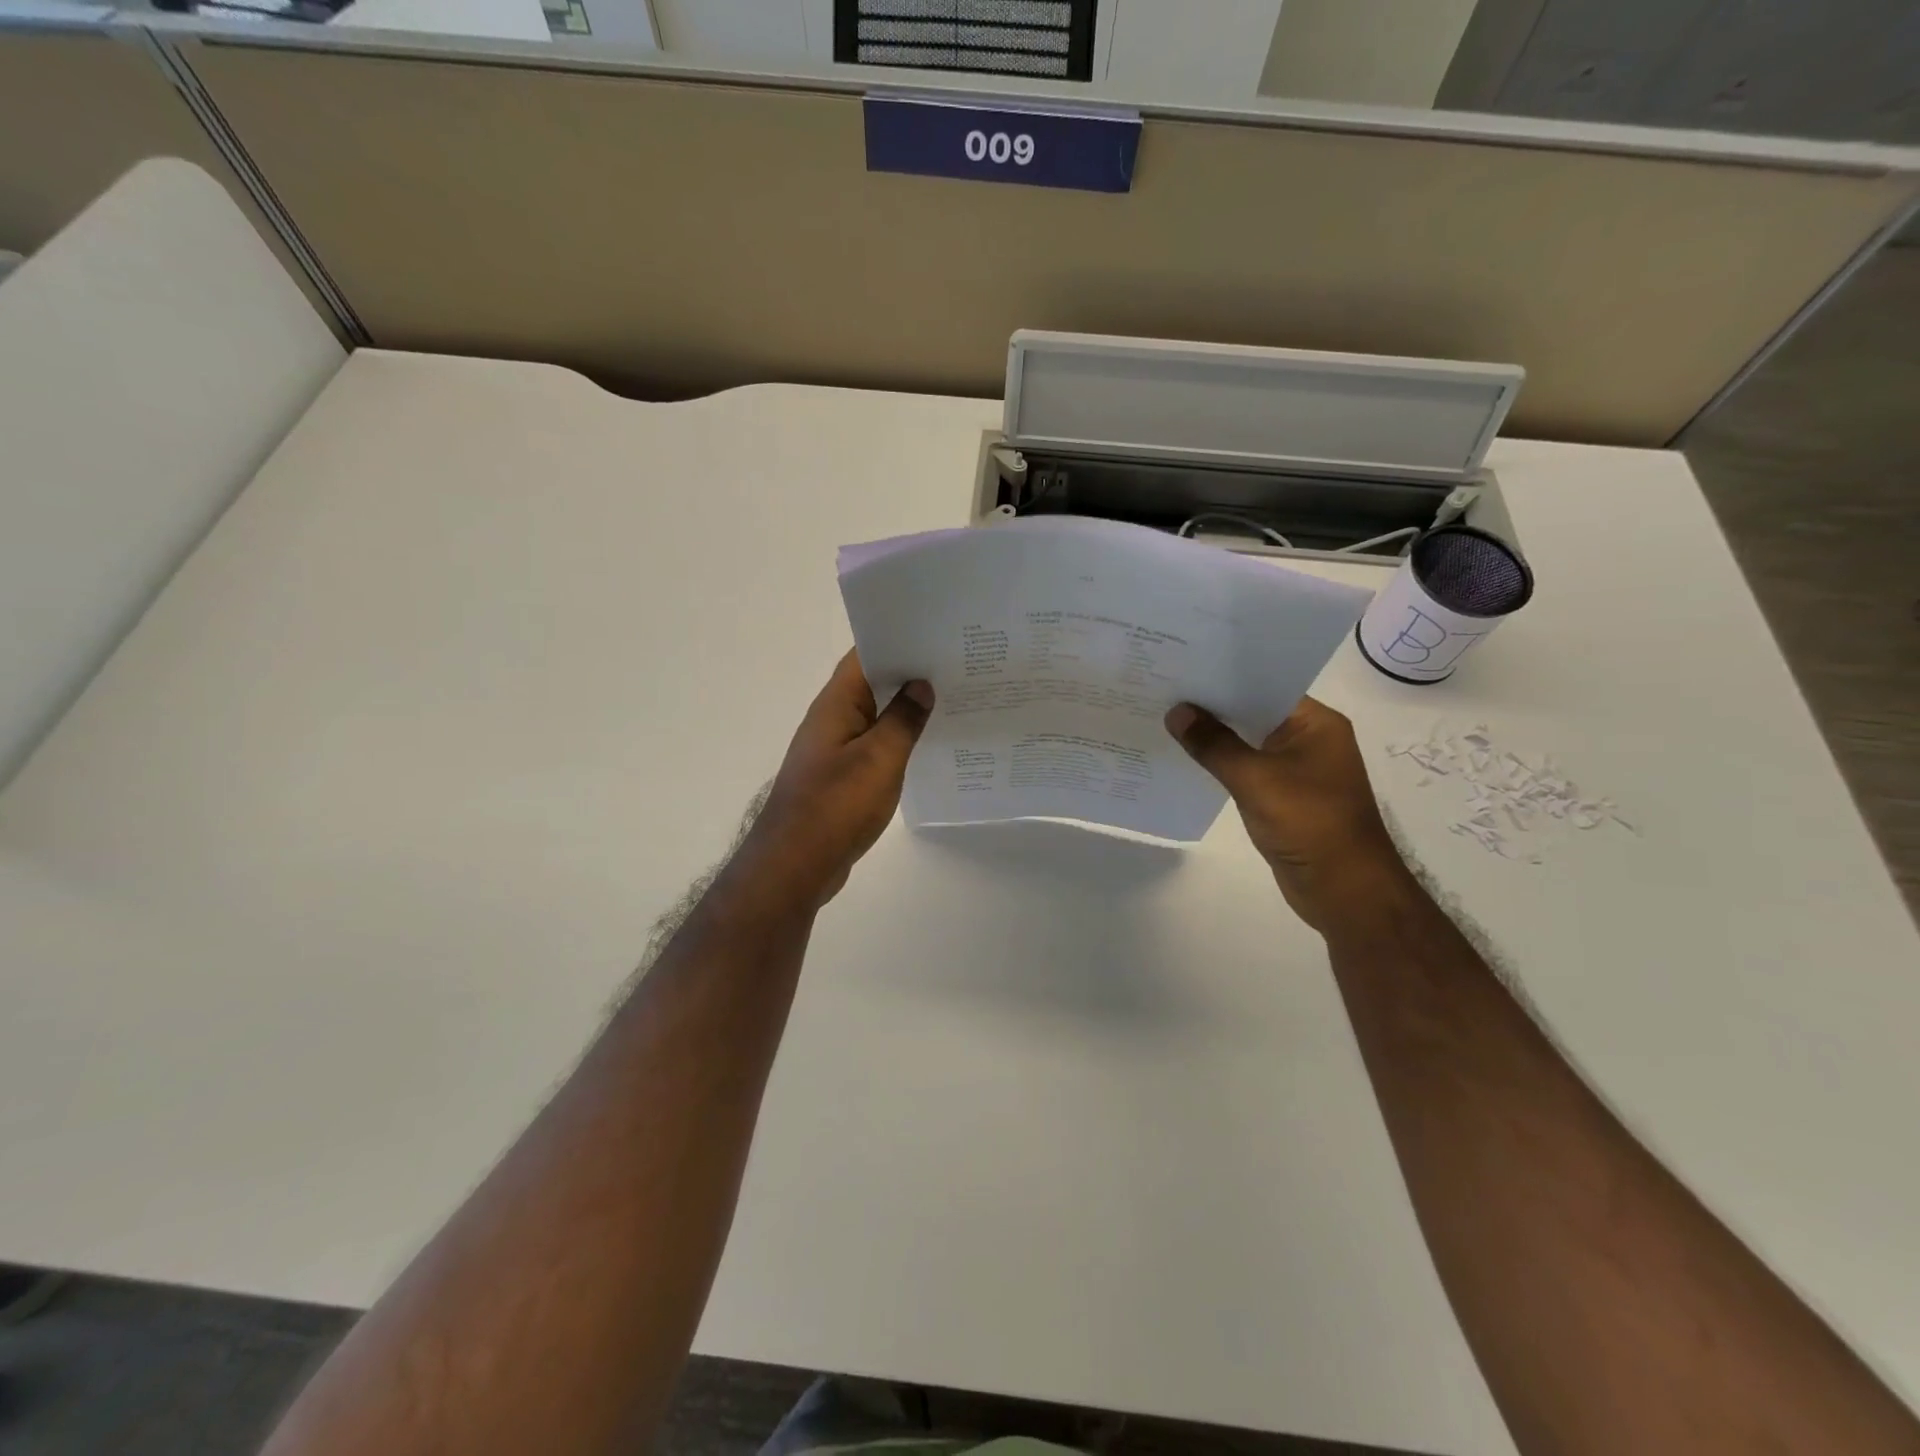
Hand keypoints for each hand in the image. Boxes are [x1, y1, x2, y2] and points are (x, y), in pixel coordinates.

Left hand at [737, 650, 932, 909]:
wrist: (795, 865)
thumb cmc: (836, 806)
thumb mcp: (879, 759)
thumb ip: (902, 720)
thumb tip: (921, 685)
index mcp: (836, 704)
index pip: (865, 655)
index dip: (898, 640)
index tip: (937, 635)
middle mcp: (831, 719)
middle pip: (871, 683)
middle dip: (909, 673)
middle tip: (956, 666)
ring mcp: (834, 748)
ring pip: (874, 715)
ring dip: (904, 708)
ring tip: (950, 700)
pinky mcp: (840, 776)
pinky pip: (873, 745)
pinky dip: (897, 739)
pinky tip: (926, 745)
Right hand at [1166, 696, 1411, 933]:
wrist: (1344, 889)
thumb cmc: (1308, 823)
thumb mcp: (1255, 778)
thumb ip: (1214, 744)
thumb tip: (1176, 712)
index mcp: (1316, 723)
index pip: (1265, 686)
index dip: (1224, 677)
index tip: (1183, 668)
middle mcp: (1310, 739)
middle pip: (1255, 712)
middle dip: (1213, 707)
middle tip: (1164, 690)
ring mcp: (1298, 769)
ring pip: (1249, 742)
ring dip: (1215, 736)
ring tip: (1167, 720)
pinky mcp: (1285, 796)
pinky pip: (1248, 769)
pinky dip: (1222, 764)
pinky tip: (1188, 759)